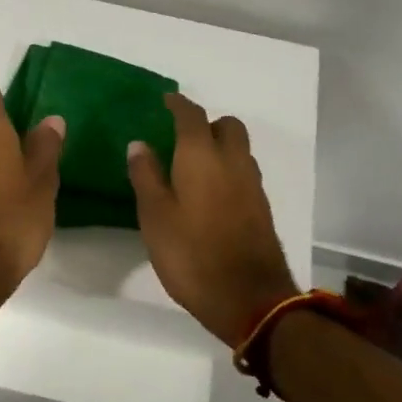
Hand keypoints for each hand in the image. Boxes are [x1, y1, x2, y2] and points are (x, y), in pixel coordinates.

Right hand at [128, 93, 298, 346]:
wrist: (249, 299)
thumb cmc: (192, 254)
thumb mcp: (155, 216)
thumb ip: (146, 176)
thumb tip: (139, 144)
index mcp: (202, 156)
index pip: (192, 115)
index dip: (178, 104)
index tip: (165, 101)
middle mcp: (233, 161)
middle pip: (227, 125)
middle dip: (206, 123)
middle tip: (181, 138)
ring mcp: (252, 185)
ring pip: (239, 149)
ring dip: (220, 147)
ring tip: (193, 166)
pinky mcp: (261, 208)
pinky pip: (244, 172)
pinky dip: (228, 170)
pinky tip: (210, 193)